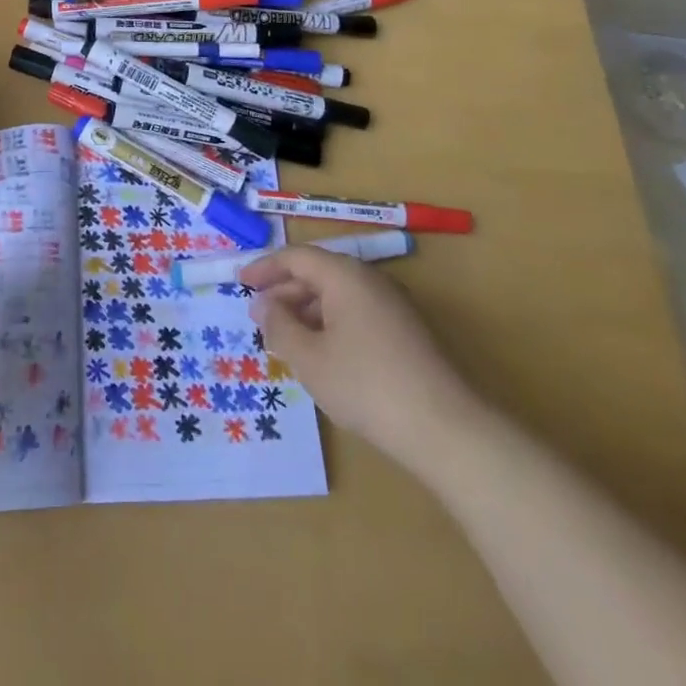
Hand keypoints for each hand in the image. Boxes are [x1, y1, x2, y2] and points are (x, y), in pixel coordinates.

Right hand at [240, 246, 484, 467]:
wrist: (445, 428)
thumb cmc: (366, 385)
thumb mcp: (309, 358)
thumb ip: (280, 326)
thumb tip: (263, 305)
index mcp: (344, 275)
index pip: (296, 257)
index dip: (264, 268)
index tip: (240, 283)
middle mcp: (369, 280)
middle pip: (318, 273)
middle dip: (285, 292)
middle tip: (260, 317)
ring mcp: (392, 305)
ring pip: (338, 295)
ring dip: (307, 311)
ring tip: (286, 339)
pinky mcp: (406, 331)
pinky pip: (355, 313)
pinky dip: (330, 324)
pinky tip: (322, 355)